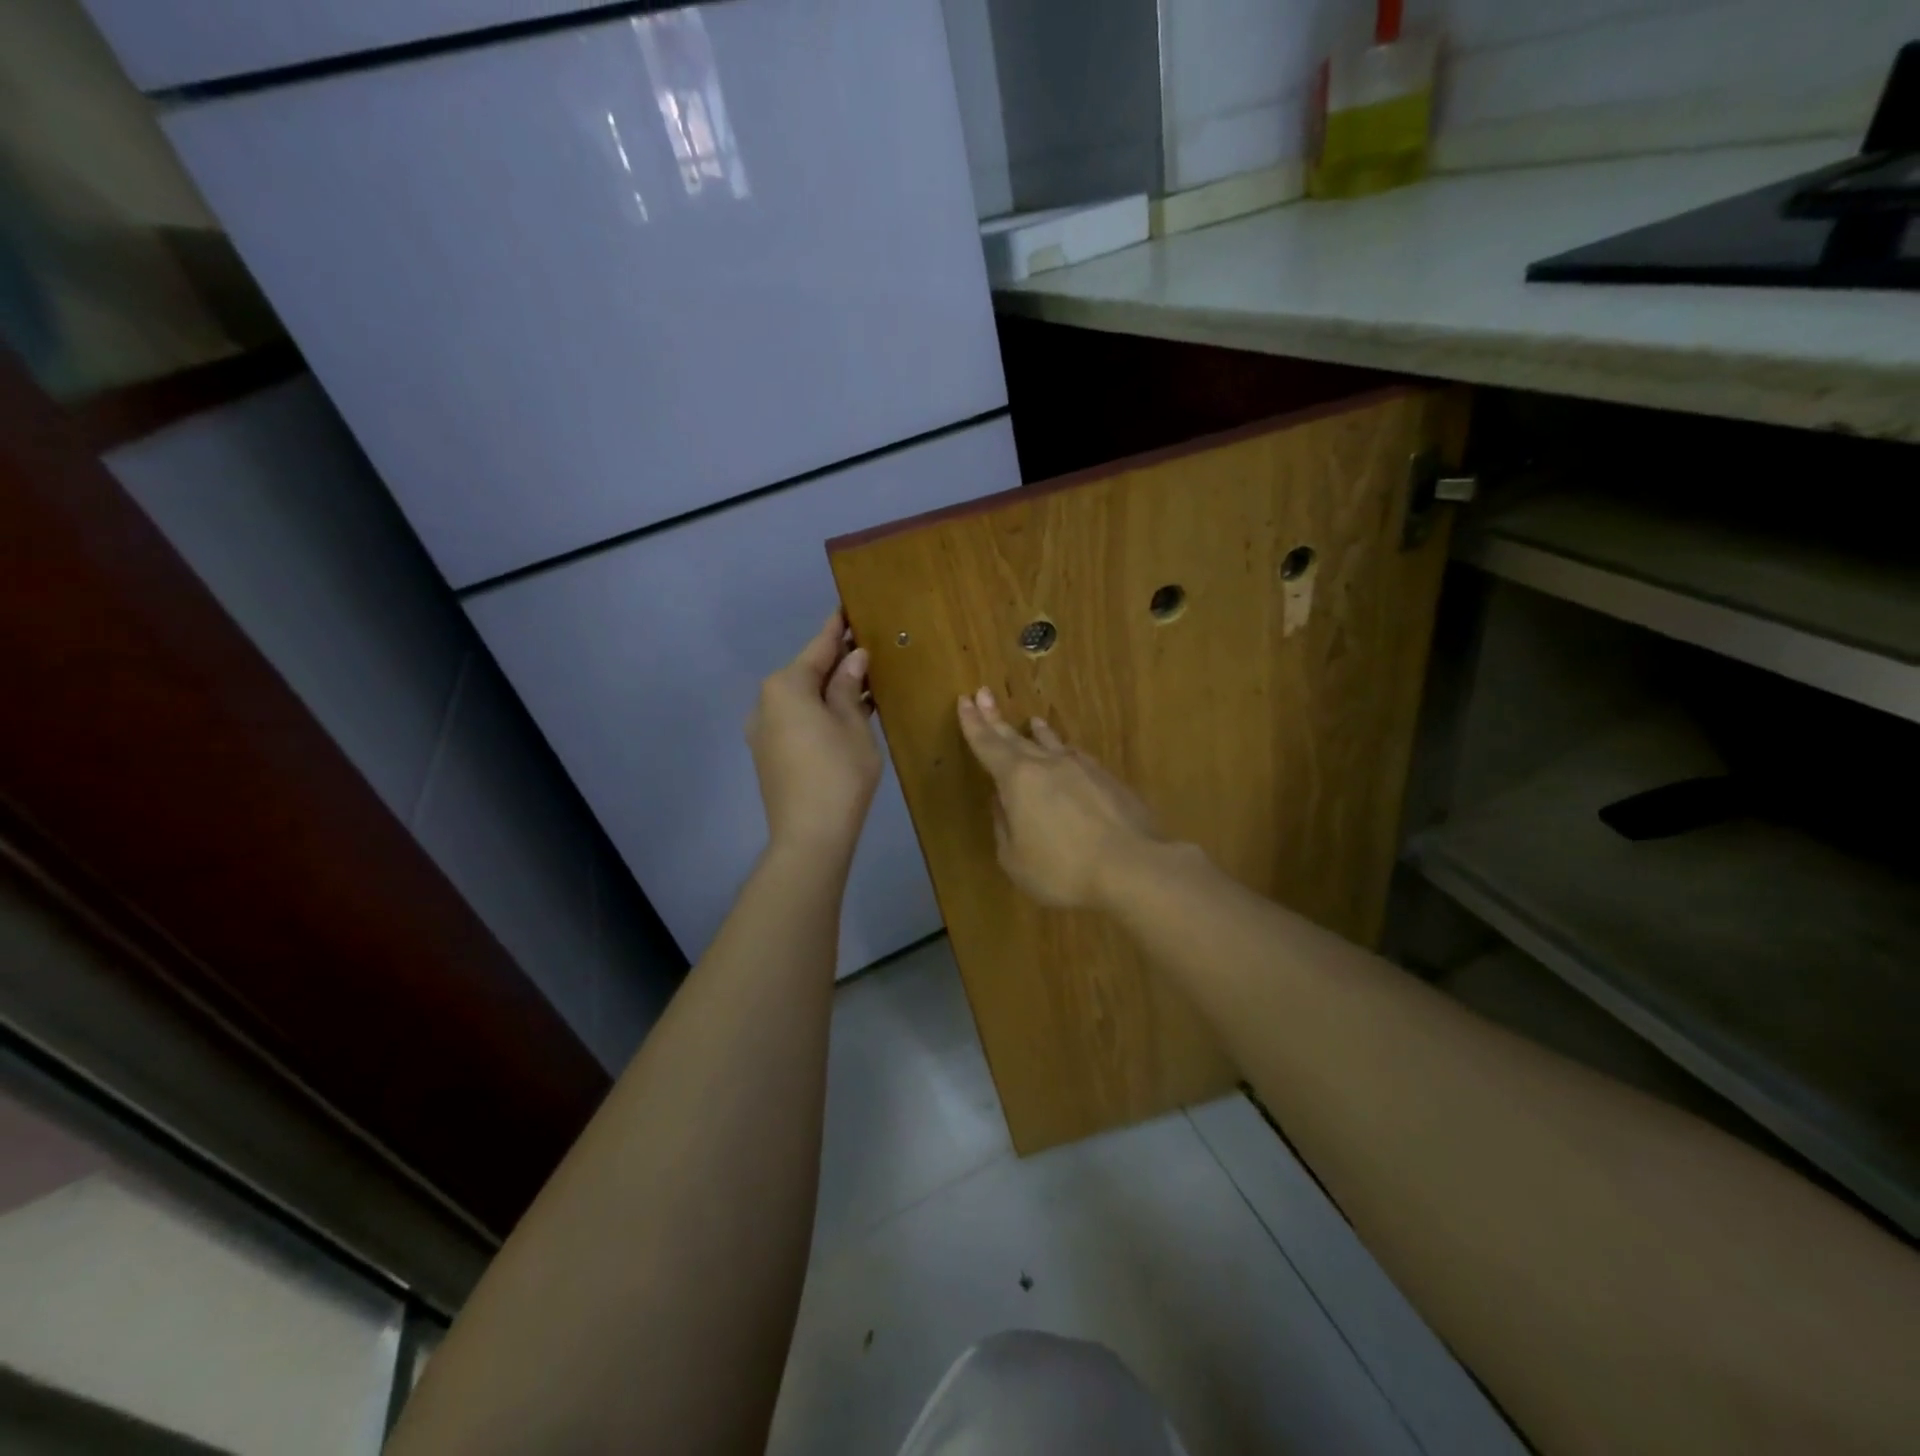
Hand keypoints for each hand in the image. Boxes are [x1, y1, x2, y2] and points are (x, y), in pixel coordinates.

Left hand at [747, 612, 881, 859]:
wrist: (809, 836)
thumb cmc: (838, 773)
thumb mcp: (853, 725)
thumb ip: (850, 687)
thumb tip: (853, 658)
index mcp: (786, 686)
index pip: (818, 647)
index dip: (837, 628)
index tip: (848, 607)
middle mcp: (766, 701)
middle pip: (807, 671)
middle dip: (836, 661)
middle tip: (867, 646)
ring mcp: (764, 729)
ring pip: (802, 698)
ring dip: (830, 689)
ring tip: (864, 680)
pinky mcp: (769, 753)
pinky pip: (797, 719)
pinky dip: (820, 711)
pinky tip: (847, 712)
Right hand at [955, 687, 1160, 909]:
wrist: (1133, 866)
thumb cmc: (1064, 869)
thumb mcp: (1016, 860)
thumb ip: (1004, 827)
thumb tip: (1002, 802)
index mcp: (1019, 780)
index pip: (988, 745)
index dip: (974, 724)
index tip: (965, 700)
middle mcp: (1049, 764)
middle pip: (1017, 737)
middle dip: (996, 718)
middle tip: (983, 694)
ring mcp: (1082, 768)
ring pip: (1053, 743)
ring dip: (1037, 732)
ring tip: (1033, 721)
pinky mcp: (1108, 780)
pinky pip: (1077, 758)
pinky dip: (1065, 752)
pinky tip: (1069, 754)